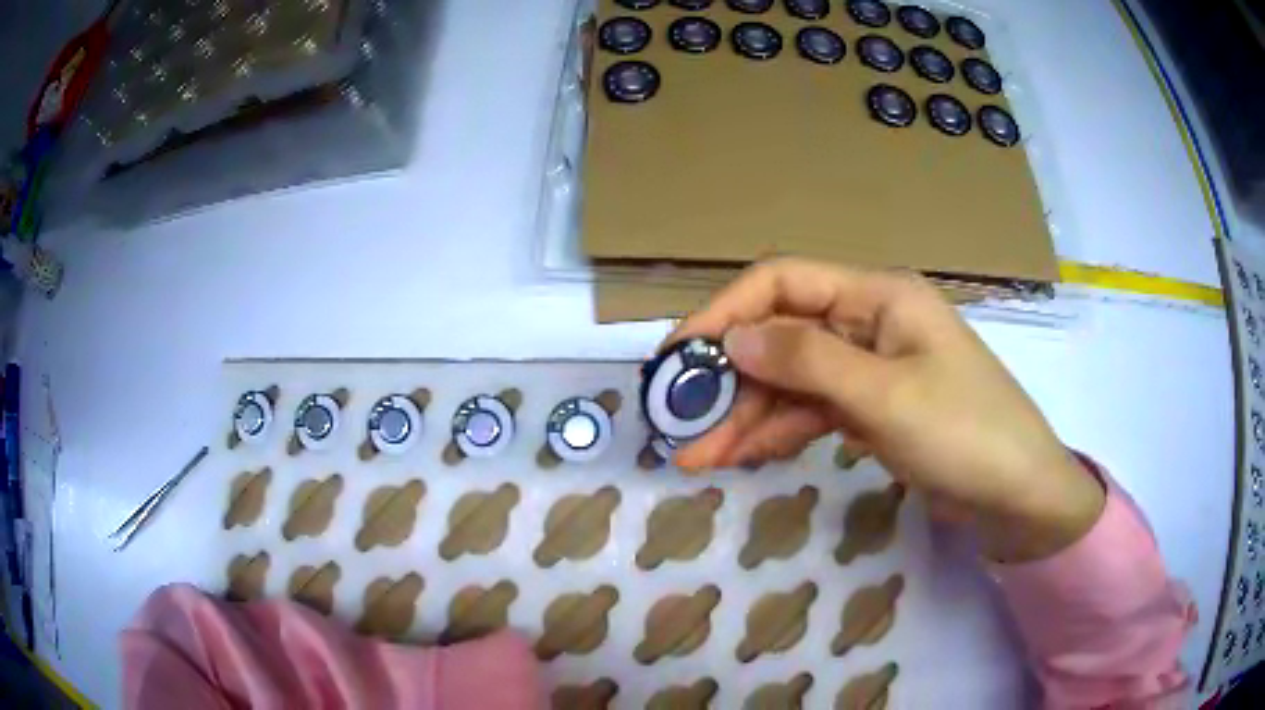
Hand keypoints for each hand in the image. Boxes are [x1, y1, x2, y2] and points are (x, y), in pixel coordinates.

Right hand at [664, 258, 1104, 562]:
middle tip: (680, 425)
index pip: (782, 283)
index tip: (679, 359)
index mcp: (877, 296)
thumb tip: (733, 340)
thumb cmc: (965, 432)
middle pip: (781, 337)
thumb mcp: (886, 396)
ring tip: (698, 457)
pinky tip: (743, 455)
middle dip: (728, 379)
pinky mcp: (871, 409)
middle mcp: (868, 322)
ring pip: (791, 380)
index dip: (725, 314)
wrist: (1018, 495)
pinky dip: (778, 431)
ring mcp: (869, 369)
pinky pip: (812, 411)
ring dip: (745, 414)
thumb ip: (807, 362)